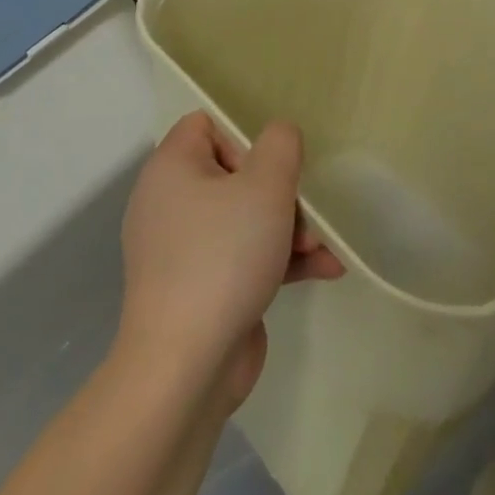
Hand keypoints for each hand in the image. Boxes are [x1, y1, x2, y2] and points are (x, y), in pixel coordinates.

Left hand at [118, 112, 343, 412]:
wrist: (185, 369)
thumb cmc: (223, 257)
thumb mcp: (266, 184)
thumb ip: (281, 144)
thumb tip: (279, 137)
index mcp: (171, 169)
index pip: (206, 125)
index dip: (244, 136)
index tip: (271, 164)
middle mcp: (170, 204)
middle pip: (235, 173)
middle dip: (280, 191)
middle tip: (304, 210)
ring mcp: (184, 251)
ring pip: (245, 218)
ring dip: (289, 227)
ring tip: (322, 246)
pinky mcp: (201, 288)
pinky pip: (244, 256)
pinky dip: (279, 260)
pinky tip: (325, 268)